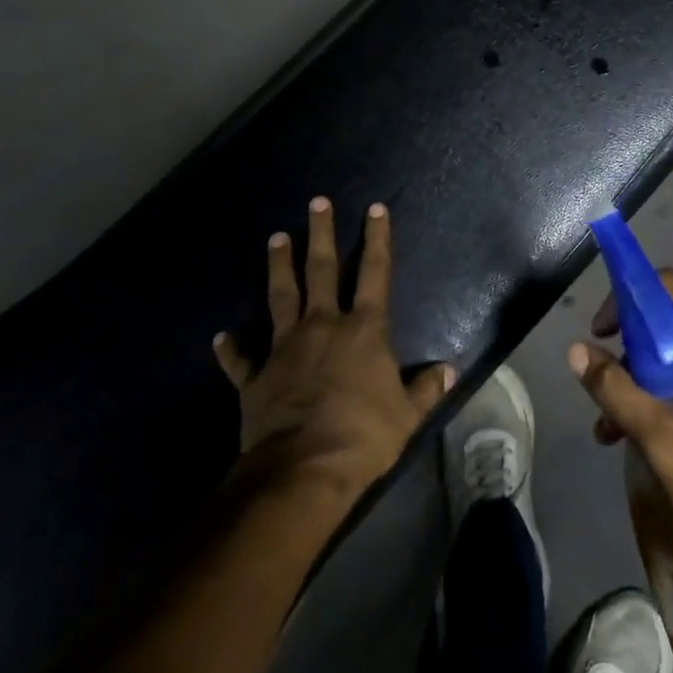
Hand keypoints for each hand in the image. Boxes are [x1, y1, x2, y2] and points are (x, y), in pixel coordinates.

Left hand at [215, 198, 454, 503]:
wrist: (303, 469)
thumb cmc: (363, 436)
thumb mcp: (406, 415)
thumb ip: (425, 388)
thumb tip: (449, 369)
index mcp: (364, 330)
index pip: (375, 273)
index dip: (377, 239)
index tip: (374, 208)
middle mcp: (323, 326)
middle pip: (322, 270)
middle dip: (321, 234)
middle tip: (316, 202)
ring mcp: (285, 348)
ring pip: (281, 296)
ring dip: (278, 266)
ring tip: (275, 238)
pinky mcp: (256, 376)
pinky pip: (242, 358)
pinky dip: (233, 348)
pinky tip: (222, 336)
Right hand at [569, 272, 672, 611]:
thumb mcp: (661, 439)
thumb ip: (615, 388)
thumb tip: (576, 350)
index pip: (670, 288)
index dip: (628, 301)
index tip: (601, 336)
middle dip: (634, 358)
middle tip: (607, 398)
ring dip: (652, 388)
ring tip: (617, 435)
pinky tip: (658, 448)